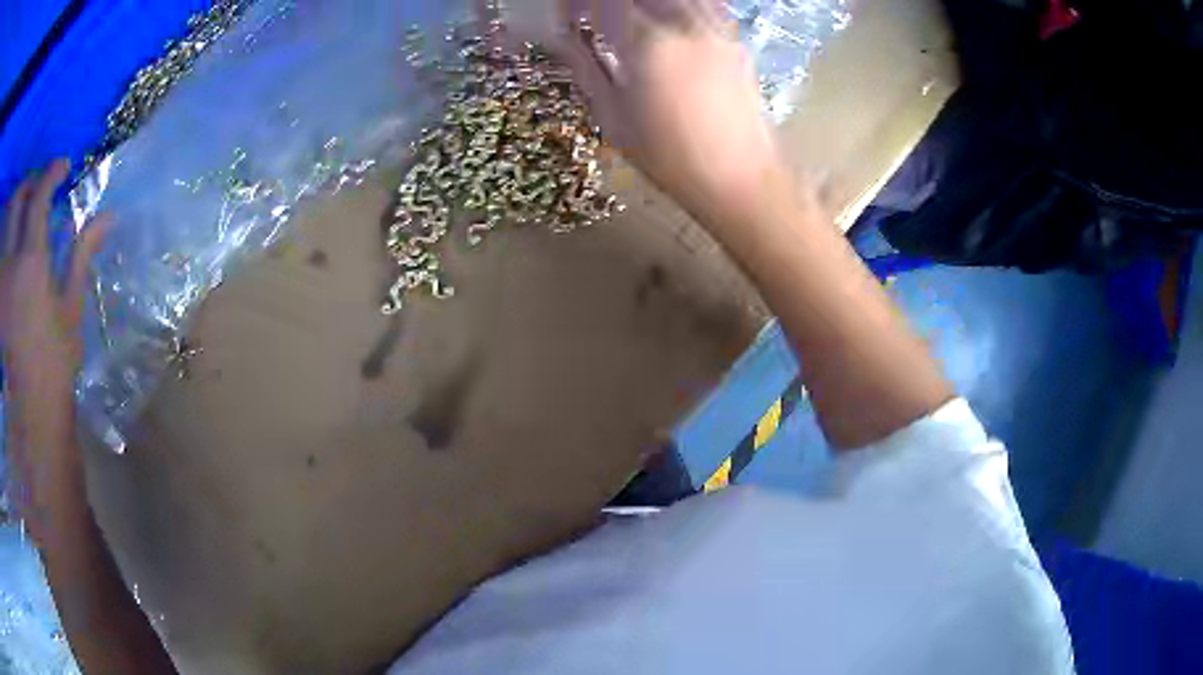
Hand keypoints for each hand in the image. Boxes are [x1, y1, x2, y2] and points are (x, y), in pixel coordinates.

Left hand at [2, 159, 110, 537]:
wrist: (32, 416)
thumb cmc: (54, 365)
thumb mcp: (70, 309)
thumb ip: (81, 254)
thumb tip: (107, 216)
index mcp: (31, 262)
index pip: (39, 196)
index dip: (52, 173)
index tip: (64, 167)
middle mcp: (11, 264)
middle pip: (18, 200)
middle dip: (30, 184)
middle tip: (40, 188)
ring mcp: (2, 283)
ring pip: (7, 224)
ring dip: (17, 209)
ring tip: (25, 214)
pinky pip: (2, 255)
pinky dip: (7, 240)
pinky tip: (12, 248)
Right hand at [553, 0, 786, 222]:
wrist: (741, 179)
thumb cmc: (670, 158)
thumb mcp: (613, 119)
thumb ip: (586, 68)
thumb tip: (568, 40)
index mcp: (648, 43)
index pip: (603, 0)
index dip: (576, 3)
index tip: (568, 19)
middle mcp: (685, 23)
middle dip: (609, 2)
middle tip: (595, 17)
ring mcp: (716, 29)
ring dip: (643, 5)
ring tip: (628, 23)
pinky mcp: (735, 39)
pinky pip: (701, 4)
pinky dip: (676, 7)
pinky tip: (666, 25)